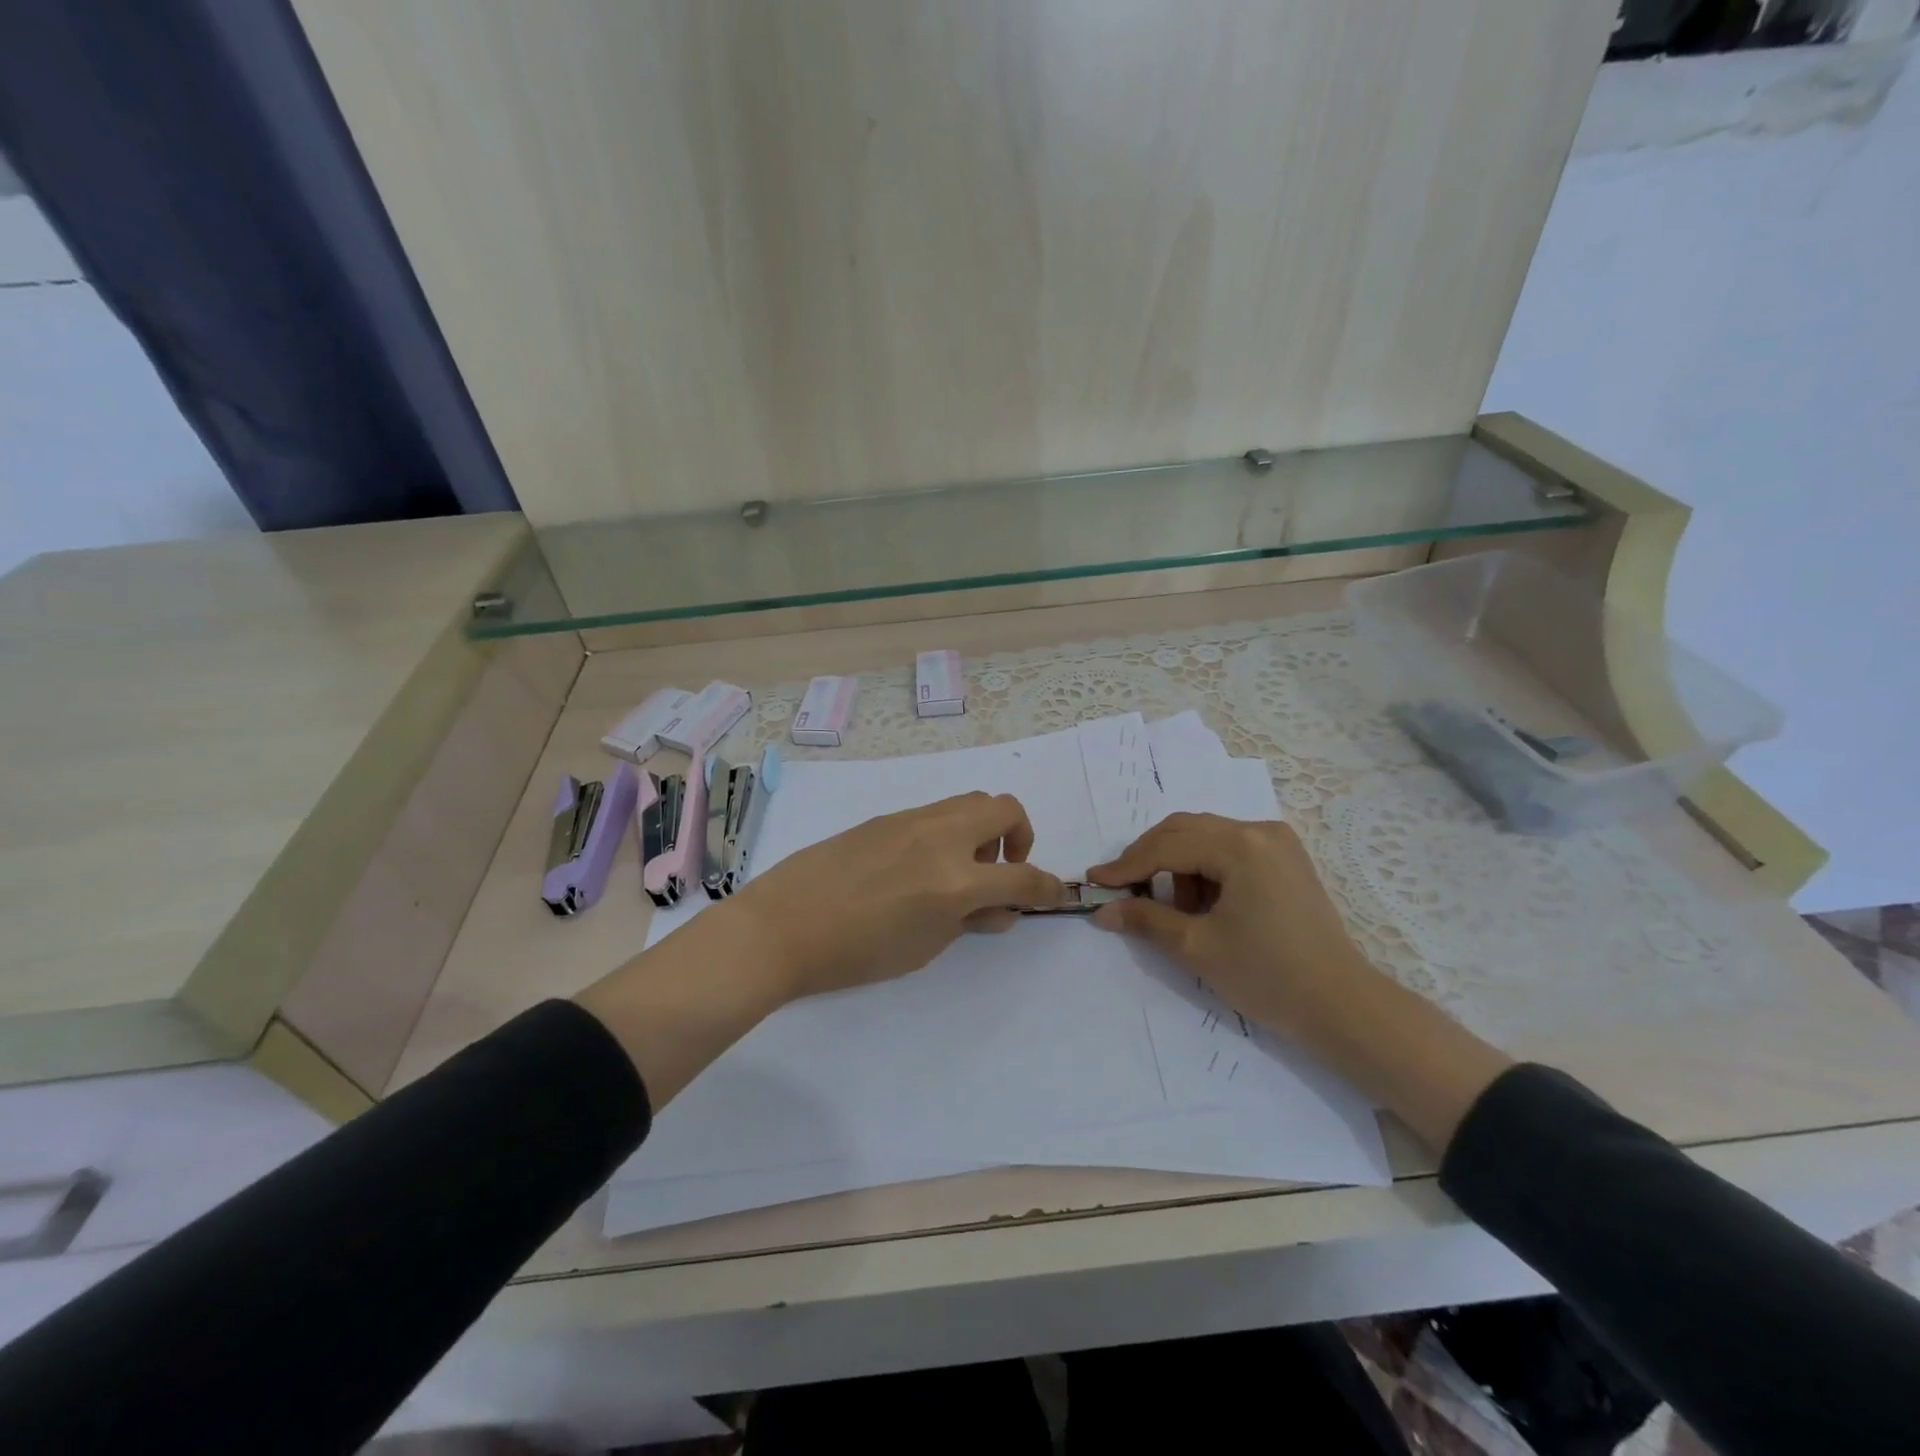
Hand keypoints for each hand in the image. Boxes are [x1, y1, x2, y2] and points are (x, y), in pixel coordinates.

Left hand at [579, 793, 1063, 1104]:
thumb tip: (1001, 909)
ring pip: (969, 801)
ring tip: (961, 869)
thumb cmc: (856, 953)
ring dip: (983, 829)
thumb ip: (970, 921)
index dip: (1047, 888)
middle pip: (1004, 808)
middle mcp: (941, 837)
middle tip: (1000, 872)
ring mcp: (911, 820)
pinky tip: (922, 865)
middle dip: (1019, 838)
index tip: (1053, 896)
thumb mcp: (925, 947)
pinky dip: (950, 831)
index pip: (1023, 878)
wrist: (783, 926)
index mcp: (956, 880)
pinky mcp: (886, 817)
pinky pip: (935, 812)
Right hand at [1087, 813, 1374, 1039]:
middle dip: (1149, 858)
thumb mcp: (1197, 947)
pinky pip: (1231, 849)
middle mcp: (1259, 831)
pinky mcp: (1287, 859)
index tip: (1095, 882)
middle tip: (1123, 890)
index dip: (1126, 865)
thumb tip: (1103, 910)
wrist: (1343, 1006)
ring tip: (1178, 911)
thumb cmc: (1267, 976)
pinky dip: (1207, 869)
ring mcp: (1278, 843)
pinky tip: (1206, 905)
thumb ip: (1145, 919)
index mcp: (1240, 846)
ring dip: (1179, 864)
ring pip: (1207, 837)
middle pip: (1185, 829)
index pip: (1167, 846)